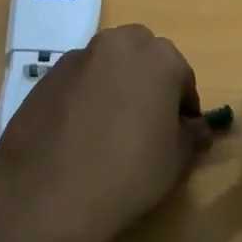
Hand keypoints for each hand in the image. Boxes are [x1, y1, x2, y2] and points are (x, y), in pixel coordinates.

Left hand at [0, 24, 212, 241]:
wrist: (45, 197)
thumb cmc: (126, 175)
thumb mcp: (175, 161)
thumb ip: (192, 135)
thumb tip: (196, 127)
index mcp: (158, 57)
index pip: (182, 77)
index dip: (184, 107)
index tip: (180, 134)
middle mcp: (117, 44)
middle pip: (143, 58)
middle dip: (149, 83)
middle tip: (147, 125)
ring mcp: (76, 58)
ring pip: (107, 66)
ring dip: (115, 87)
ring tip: (110, 131)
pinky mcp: (44, 77)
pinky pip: (77, 82)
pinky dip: (85, 98)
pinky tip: (79, 136)